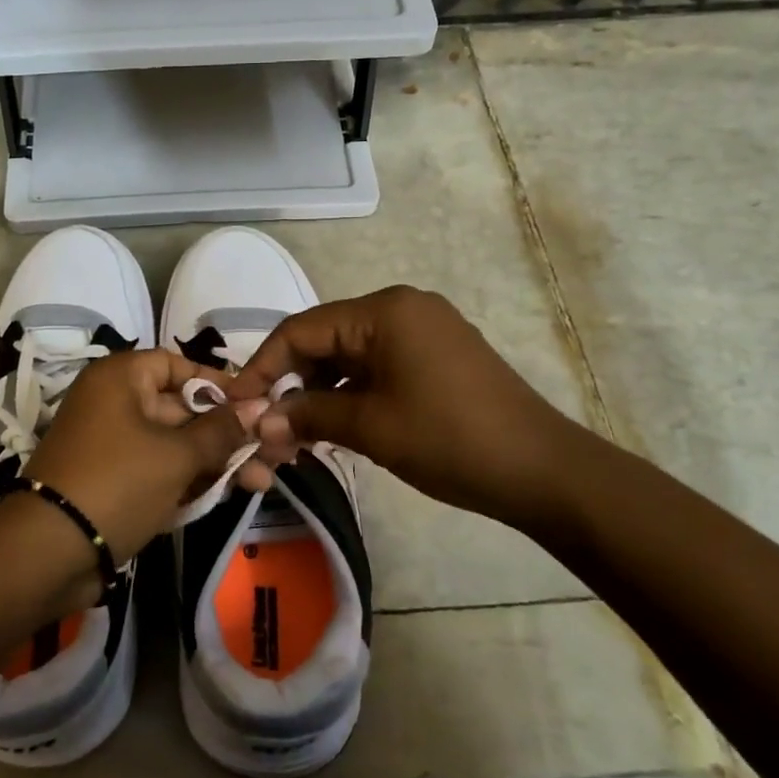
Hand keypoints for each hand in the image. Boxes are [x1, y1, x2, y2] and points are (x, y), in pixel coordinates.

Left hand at [23, 349, 268, 560]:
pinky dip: (188, 481)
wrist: (49, 551)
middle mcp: (114, 403)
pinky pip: (157, 470)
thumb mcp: (176, 455)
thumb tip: (261, 406)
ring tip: (263, 483)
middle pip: (181, 409)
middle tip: (272, 454)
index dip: (218, 383)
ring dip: (215, 462)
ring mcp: (112, 444)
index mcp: (121, 379)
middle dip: (227, 434)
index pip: (177, 365)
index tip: (256, 405)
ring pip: (174, 444)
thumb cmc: (118, 482)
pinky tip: (227, 495)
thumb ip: (222, 431)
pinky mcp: (112, 481)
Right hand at [225, 286, 597, 534]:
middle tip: (267, 427)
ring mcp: (424, 330)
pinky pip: (378, 365)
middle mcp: (402, 308)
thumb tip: (259, 422)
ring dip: (319, 392)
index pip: (301, 329)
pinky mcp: (438, 355)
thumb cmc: (449, 439)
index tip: (236, 404)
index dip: (263, 367)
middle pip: (325, 339)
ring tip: (297, 434)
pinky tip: (336, 424)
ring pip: (350, 355)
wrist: (542, 469)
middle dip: (291, 383)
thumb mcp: (369, 427)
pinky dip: (351, 392)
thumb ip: (308, 416)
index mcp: (384, 311)